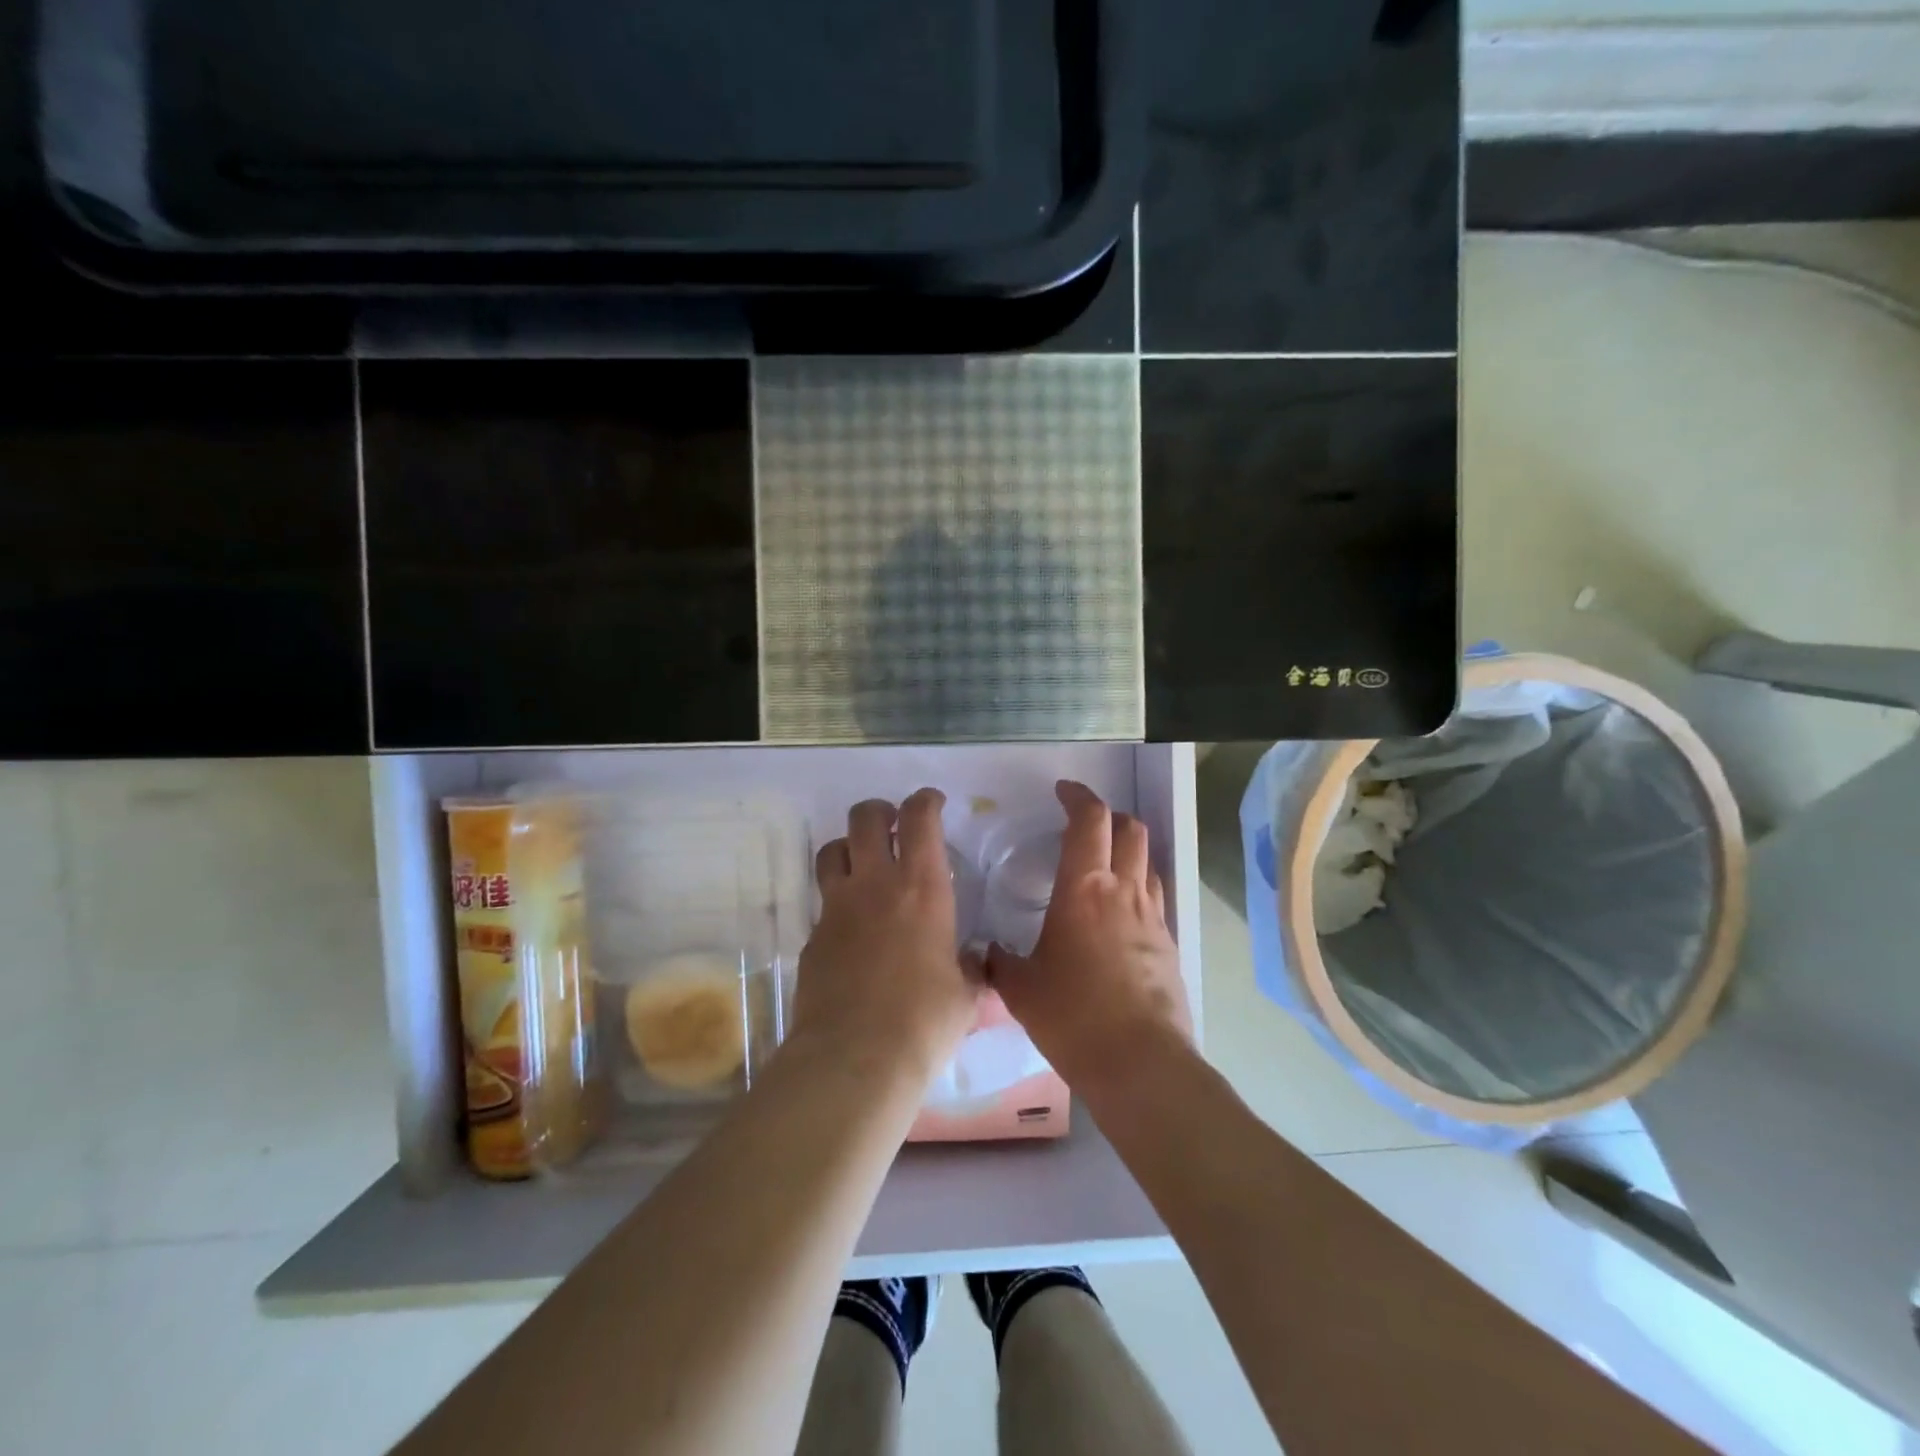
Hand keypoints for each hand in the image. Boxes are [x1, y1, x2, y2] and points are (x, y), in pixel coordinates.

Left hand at [795, 788, 980, 1090]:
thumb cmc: (925, 1021)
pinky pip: (823, 902)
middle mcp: (875, 885)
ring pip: (832, 850)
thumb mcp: (966, 996)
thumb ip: (972, 971)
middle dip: (880, 811)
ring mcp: (836, 908)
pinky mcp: (812, 937)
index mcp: (922, 888)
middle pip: (865, 818)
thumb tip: (978, 965)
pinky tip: (852, 930)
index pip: (919, 818)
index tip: (932, 803)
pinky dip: (838, 901)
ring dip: (850, 847)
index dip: (925, 801)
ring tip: (864, 865)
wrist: (855, 1058)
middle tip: (893, 825)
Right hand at [986, 781, 1189, 1091]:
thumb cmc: (1073, 1016)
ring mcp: (1152, 915)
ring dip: (1127, 846)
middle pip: (1130, 828)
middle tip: (1083, 822)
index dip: (1078, 796)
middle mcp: (1123, 890)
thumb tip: (985, 952)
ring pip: (1147, 858)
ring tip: (1103, 861)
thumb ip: (1000, 962)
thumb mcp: (1021, 989)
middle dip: (1108, 814)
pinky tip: (1119, 910)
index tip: (1063, 791)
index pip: (1089, 819)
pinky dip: (1138, 884)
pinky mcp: (1168, 942)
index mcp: (1083, 888)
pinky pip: (1155, 895)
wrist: (1140, 1063)